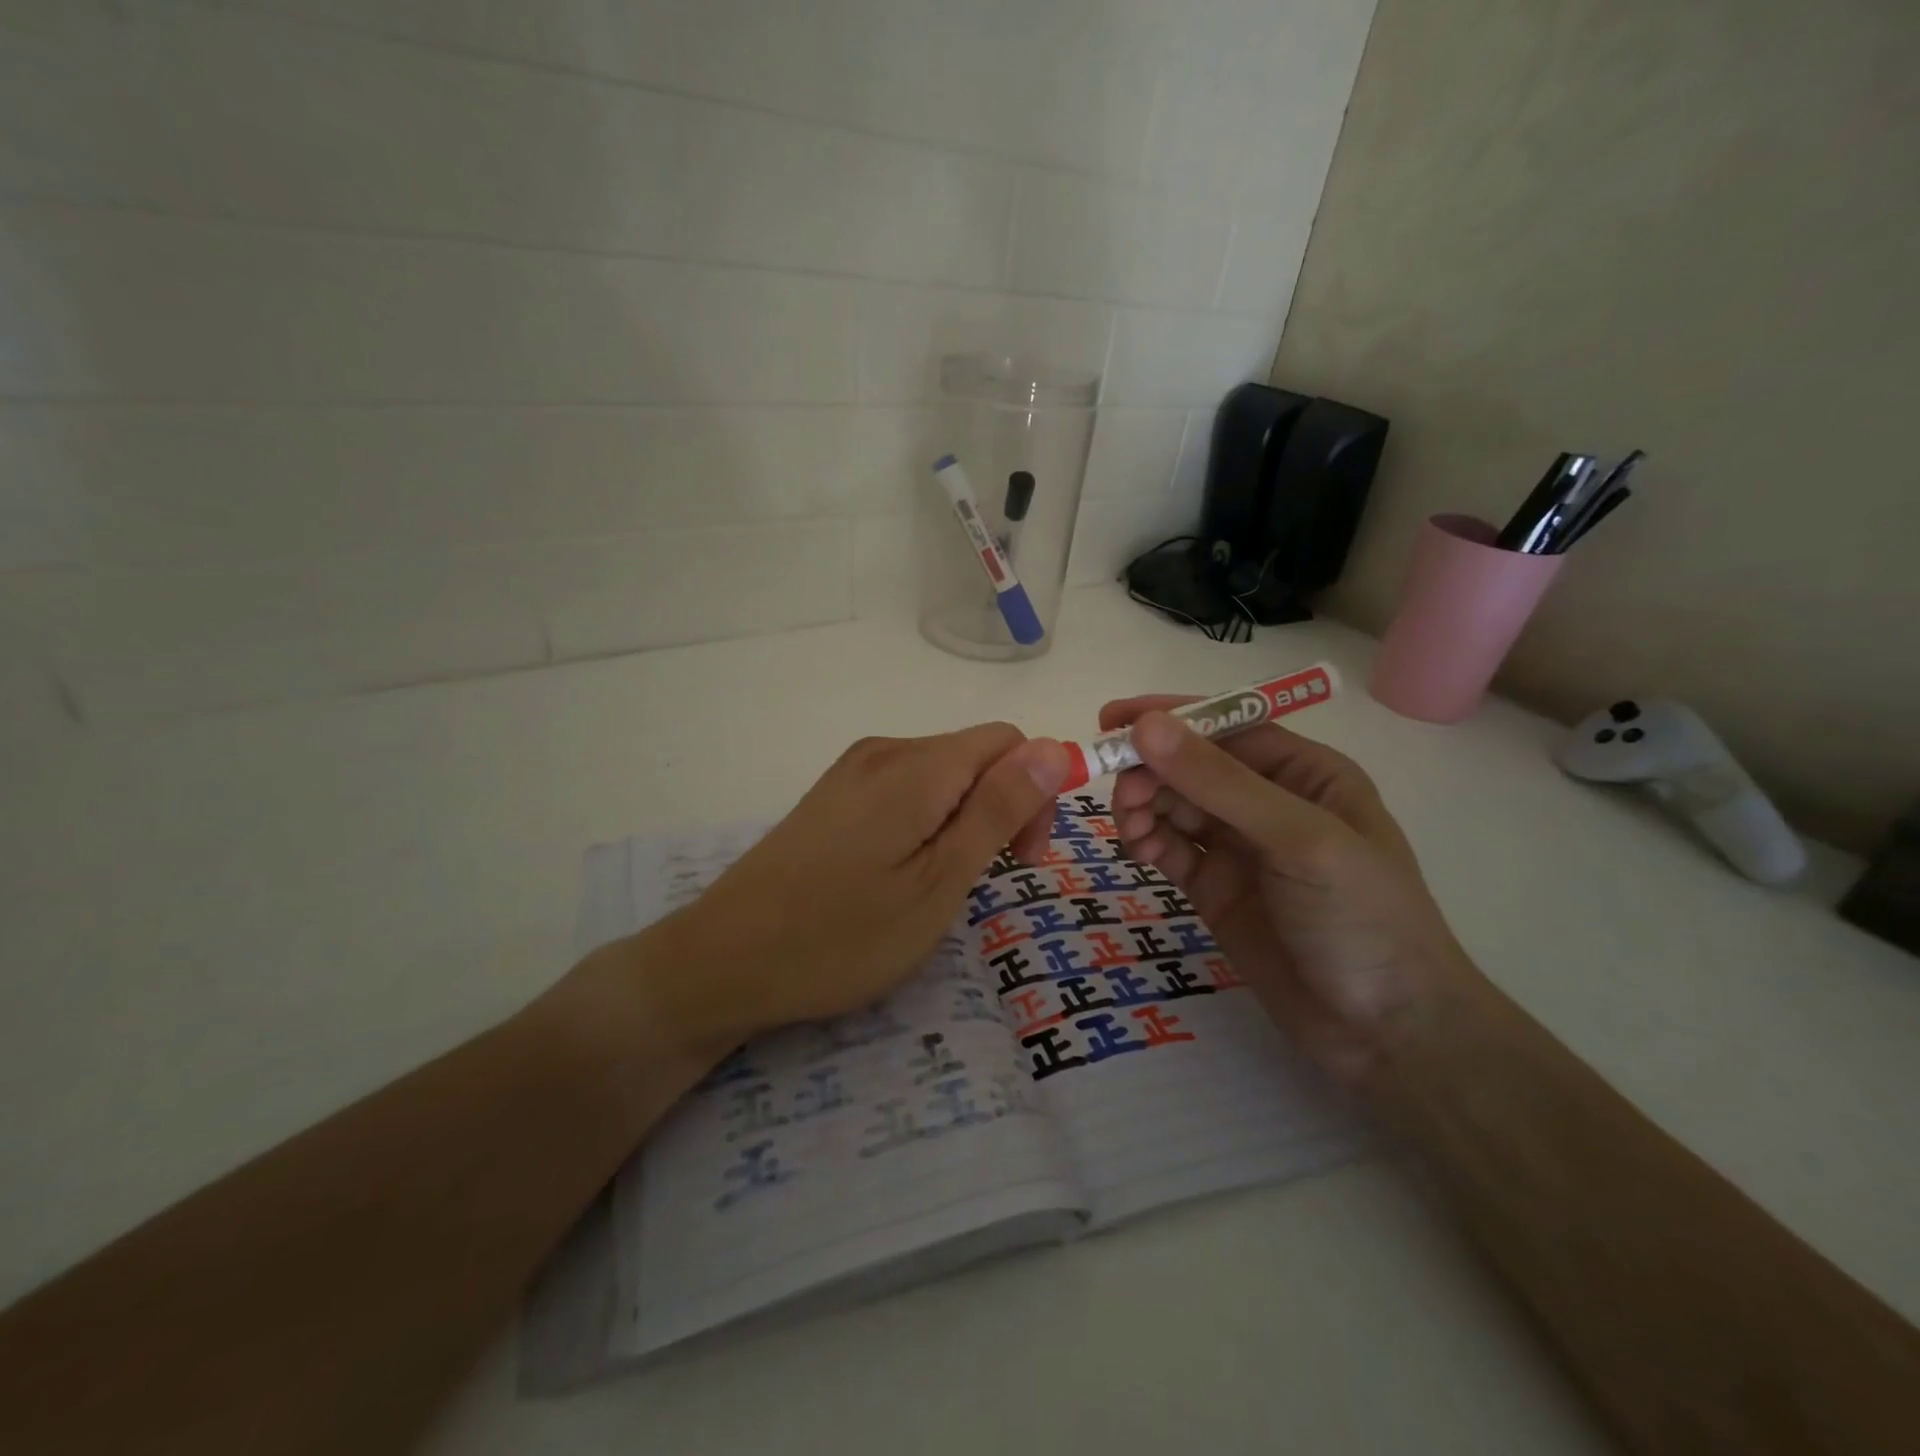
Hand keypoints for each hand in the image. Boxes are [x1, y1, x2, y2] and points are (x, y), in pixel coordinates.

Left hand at [617, 724, 1069, 1056]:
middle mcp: (883, 752)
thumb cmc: (842, 936)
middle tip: (986, 881)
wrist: (722, 962)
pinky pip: (904, 790)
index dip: (1035, 792)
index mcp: (915, 766)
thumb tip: (1056, 748)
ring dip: (963, 820)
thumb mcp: (938, 882)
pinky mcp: (832, 796)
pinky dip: (926, 823)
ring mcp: (851, 772)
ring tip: (940, 885)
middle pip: (974, 755)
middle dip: (1002, 807)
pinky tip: (902, 873)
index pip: (1008, 742)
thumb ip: (998, 810)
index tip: (1022, 859)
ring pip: (941, 775)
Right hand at [1104, 697, 1478, 1086]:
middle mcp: (1269, 802)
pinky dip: (1148, 842)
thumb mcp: (1299, 839)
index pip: (1227, 727)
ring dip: (1144, 807)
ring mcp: (1240, 847)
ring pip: (1175, 806)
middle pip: (1192, 766)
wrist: (1386, 1032)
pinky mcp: (1216, 888)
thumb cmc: (1362, 918)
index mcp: (1305, 773)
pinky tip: (1138, 851)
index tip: (1111, 720)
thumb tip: (1146, 726)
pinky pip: (1171, 849)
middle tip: (1121, 796)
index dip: (1170, 719)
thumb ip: (1220, 782)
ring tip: (1128, 829)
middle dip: (1152, 771)